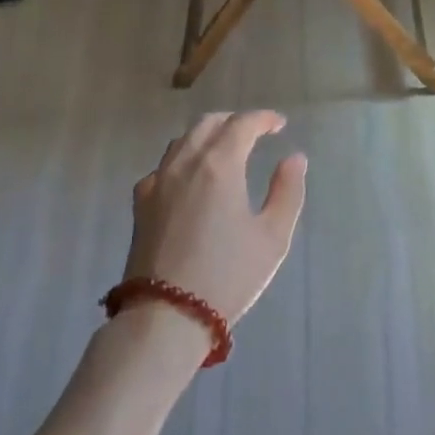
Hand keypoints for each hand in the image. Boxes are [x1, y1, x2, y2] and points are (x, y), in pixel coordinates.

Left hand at [126, 111, 308, 326]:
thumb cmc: (227, 275)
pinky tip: (191, 179)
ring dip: (207, 135)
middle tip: (255, 133)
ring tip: (225, 150)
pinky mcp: (140, 203)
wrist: (165, 315)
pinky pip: (164, 165)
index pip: (242, 124)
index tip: (279, 124)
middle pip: (208, 123)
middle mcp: (185, 163)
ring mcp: (157, 181)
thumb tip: (294, 158)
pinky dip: (183, 159)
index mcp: (219, 165)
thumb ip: (287, 191)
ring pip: (183, 141)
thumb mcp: (272, 237)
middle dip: (234, 122)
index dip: (263, 119)